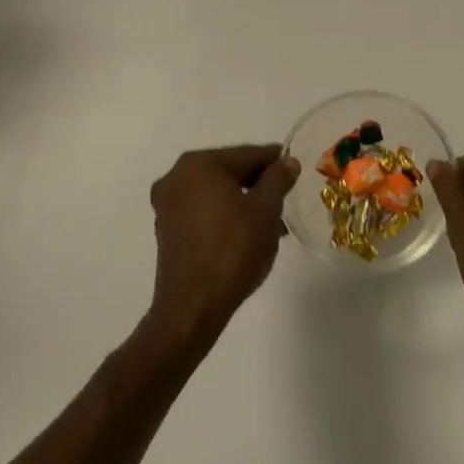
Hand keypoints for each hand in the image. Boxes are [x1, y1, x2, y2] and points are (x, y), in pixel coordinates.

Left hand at [145, 144, 299, 344]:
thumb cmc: (232, 251)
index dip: (275, 161)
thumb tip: (287, 161)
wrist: (192, 309)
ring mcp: (168, 205)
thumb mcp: (265, 211)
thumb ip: (278, 180)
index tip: (295, 167)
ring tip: (273, 220)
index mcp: (198, 165)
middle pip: (229, 171)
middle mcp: (176, 177)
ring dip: (244, 201)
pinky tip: (249, 233)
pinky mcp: (167, 230)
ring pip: (216, 193)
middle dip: (259, 183)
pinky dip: (226, 216)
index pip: (246, 154)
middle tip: (286, 195)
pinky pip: (204, 211)